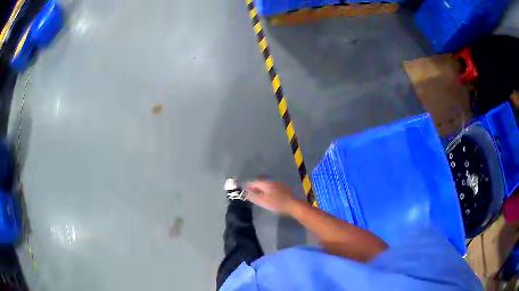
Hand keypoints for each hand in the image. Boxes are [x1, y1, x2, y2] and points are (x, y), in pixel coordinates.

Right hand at [245, 180, 295, 213]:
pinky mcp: (280, 187)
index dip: (247, 186)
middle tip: (249, 193)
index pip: (253, 182)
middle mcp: (270, 181)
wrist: (291, 204)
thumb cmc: (276, 203)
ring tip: (256, 195)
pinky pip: (269, 187)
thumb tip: (245, 192)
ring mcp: (276, 183)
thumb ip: (253, 196)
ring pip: (264, 185)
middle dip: (253, 187)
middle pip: (259, 182)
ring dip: (259, 188)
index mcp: (265, 183)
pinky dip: (265, 190)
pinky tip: (265, 196)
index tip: (243, 191)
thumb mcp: (263, 201)